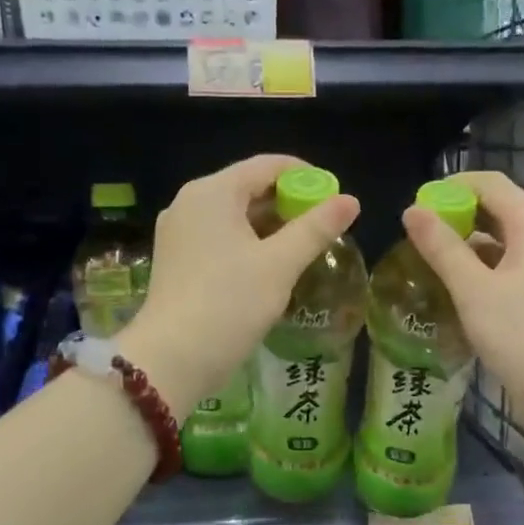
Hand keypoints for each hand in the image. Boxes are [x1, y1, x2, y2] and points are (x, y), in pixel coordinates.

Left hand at [122, 155, 360, 410]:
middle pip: (249, 188)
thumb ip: (316, 228)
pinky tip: (271, 266)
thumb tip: (351, 201)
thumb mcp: (280, 264)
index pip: (267, 165)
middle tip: (324, 227)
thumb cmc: (230, 303)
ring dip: (271, 226)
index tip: (335, 197)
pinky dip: (248, 243)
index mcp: (212, 192)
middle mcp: (190, 203)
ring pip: (234, 215)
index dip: (306, 176)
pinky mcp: (176, 260)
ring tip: (304, 248)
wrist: (172, 358)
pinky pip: (220, 237)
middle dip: (289, 203)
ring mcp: (179, 232)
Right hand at [400, 170, 523, 431]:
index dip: (450, 188)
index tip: (417, 210)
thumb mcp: (473, 290)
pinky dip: (485, 265)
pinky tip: (462, 287)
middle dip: (458, 215)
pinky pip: (513, 262)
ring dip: (469, 242)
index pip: (488, 183)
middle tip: (420, 238)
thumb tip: (412, 211)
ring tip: (433, 262)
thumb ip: (441, 248)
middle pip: (498, 207)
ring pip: (504, 237)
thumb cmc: (522, 336)